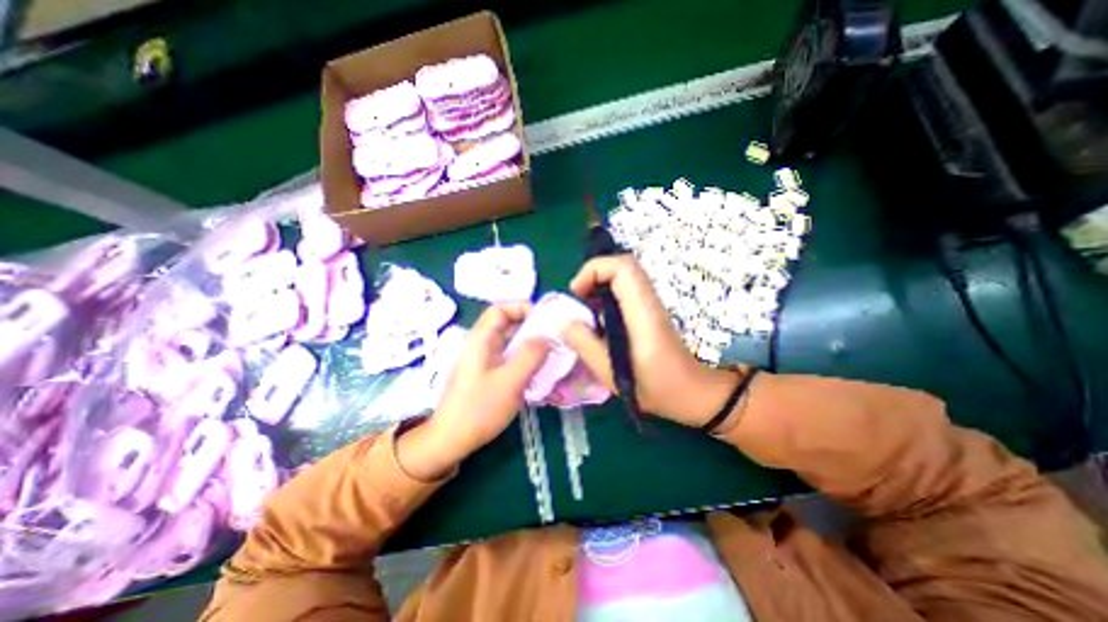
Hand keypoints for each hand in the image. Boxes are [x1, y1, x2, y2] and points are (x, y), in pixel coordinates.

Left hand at [400, 304, 551, 477]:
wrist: (451, 439)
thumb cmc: (479, 408)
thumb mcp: (510, 381)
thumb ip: (531, 355)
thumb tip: (547, 337)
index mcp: (481, 339)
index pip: (500, 309)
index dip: (522, 307)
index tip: (545, 319)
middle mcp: (481, 344)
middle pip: (507, 324)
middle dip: (531, 327)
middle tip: (554, 336)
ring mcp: (483, 359)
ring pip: (509, 342)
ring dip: (530, 344)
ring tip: (551, 352)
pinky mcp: (487, 373)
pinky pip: (508, 357)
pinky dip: (524, 358)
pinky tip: (538, 369)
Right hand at [567, 253, 738, 426]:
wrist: (692, 393)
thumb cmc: (656, 388)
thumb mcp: (612, 374)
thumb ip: (585, 345)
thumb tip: (564, 322)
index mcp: (642, 313)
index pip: (622, 268)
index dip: (594, 270)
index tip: (577, 293)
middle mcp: (649, 302)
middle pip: (623, 266)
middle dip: (594, 275)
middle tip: (577, 300)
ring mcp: (651, 305)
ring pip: (623, 277)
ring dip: (599, 286)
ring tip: (584, 312)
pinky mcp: (649, 312)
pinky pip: (626, 291)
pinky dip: (607, 297)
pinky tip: (599, 322)